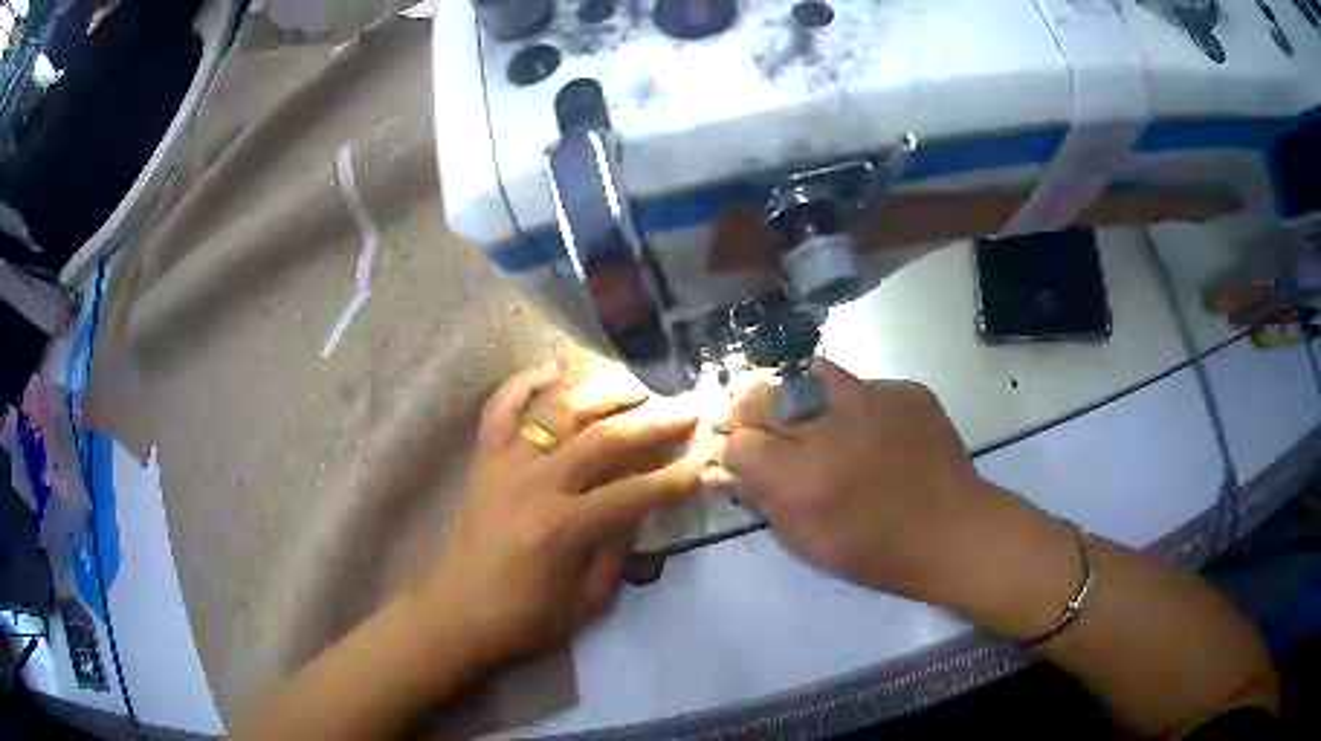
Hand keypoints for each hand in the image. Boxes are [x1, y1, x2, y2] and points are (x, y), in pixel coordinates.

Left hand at [417, 362, 717, 666]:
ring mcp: (504, 465)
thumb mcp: (586, 600)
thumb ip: (617, 550)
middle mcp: (535, 485)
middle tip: (686, 409)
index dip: (674, 480)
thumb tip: (640, 507)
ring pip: (558, 413)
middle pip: (603, 441)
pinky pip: (500, 409)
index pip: (632, 494)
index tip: (705, 462)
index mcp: (562, 528)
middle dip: (652, 423)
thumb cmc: (524, 618)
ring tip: (636, 388)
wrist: (456, 614)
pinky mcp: (483, 461)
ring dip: (601, 395)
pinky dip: (524, 383)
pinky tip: (553, 367)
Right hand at [718, 360, 1001, 604]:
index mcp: (804, 478)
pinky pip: (860, 384)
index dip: (731, 449)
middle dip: (748, 409)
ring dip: (795, 392)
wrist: (954, 531)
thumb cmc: (876, 552)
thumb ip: (762, 499)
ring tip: (802, 411)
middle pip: (764, 396)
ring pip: (810, 374)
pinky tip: (864, 427)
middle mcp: (833, 428)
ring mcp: (873, 399)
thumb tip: (726, 469)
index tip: (738, 454)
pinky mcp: (905, 390)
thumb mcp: (808, 541)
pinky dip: (849, 402)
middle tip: (753, 422)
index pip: (738, 442)